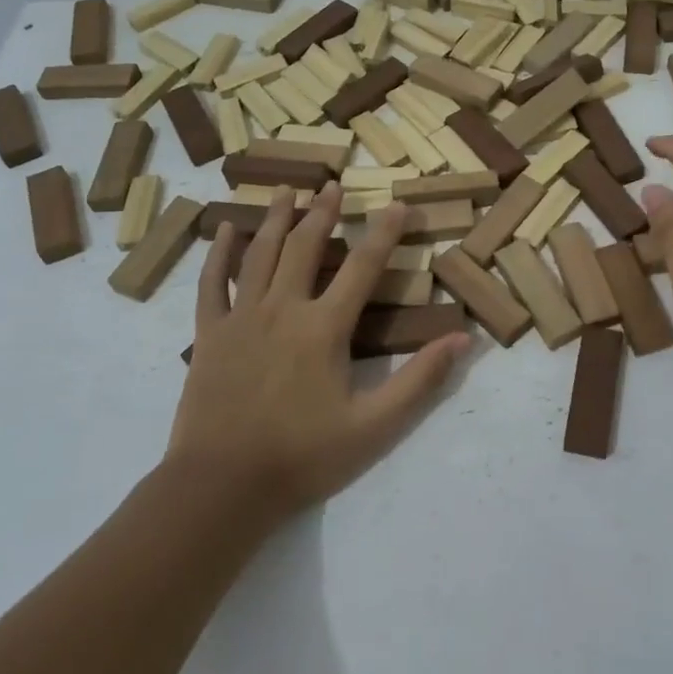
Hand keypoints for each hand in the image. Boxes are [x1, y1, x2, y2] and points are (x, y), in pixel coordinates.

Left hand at [167, 184, 468, 522]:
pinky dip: (217, 254)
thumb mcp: (374, 427)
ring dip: (274, 218)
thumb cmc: (302, 457)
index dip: (384, 233)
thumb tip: (463, 339)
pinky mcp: (209, 335)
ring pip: (260, 254)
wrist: (221, 488)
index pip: (362, 267)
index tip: (397, 204)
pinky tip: (223, 230)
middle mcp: (282, 309)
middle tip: (333, 185)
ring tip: (285, 190)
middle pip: (305, 246)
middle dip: (323, 212)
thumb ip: (420, 380)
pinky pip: (212, 283)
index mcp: (324, 328)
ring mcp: (241, 318)